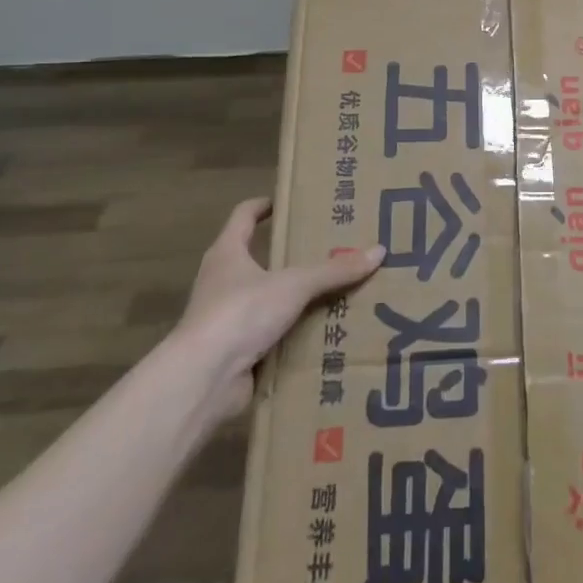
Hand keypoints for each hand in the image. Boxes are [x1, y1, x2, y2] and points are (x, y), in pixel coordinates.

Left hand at [169, 197, 384, 416]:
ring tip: (334, 289)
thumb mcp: (295, 285)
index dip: (263, 206)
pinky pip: (271, 334)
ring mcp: (226, 319)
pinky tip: (322, 331)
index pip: (243, 216)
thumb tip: (379, 251)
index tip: (289, 202)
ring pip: (266, 298)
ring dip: (293, 297)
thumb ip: (336, 270)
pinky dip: (293, 332)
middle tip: (328, 248)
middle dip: (289, 255)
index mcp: (227, 253)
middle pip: (256, 258)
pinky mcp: (234, 352)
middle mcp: (222, 281)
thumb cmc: (241, 312)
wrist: (203, 380)